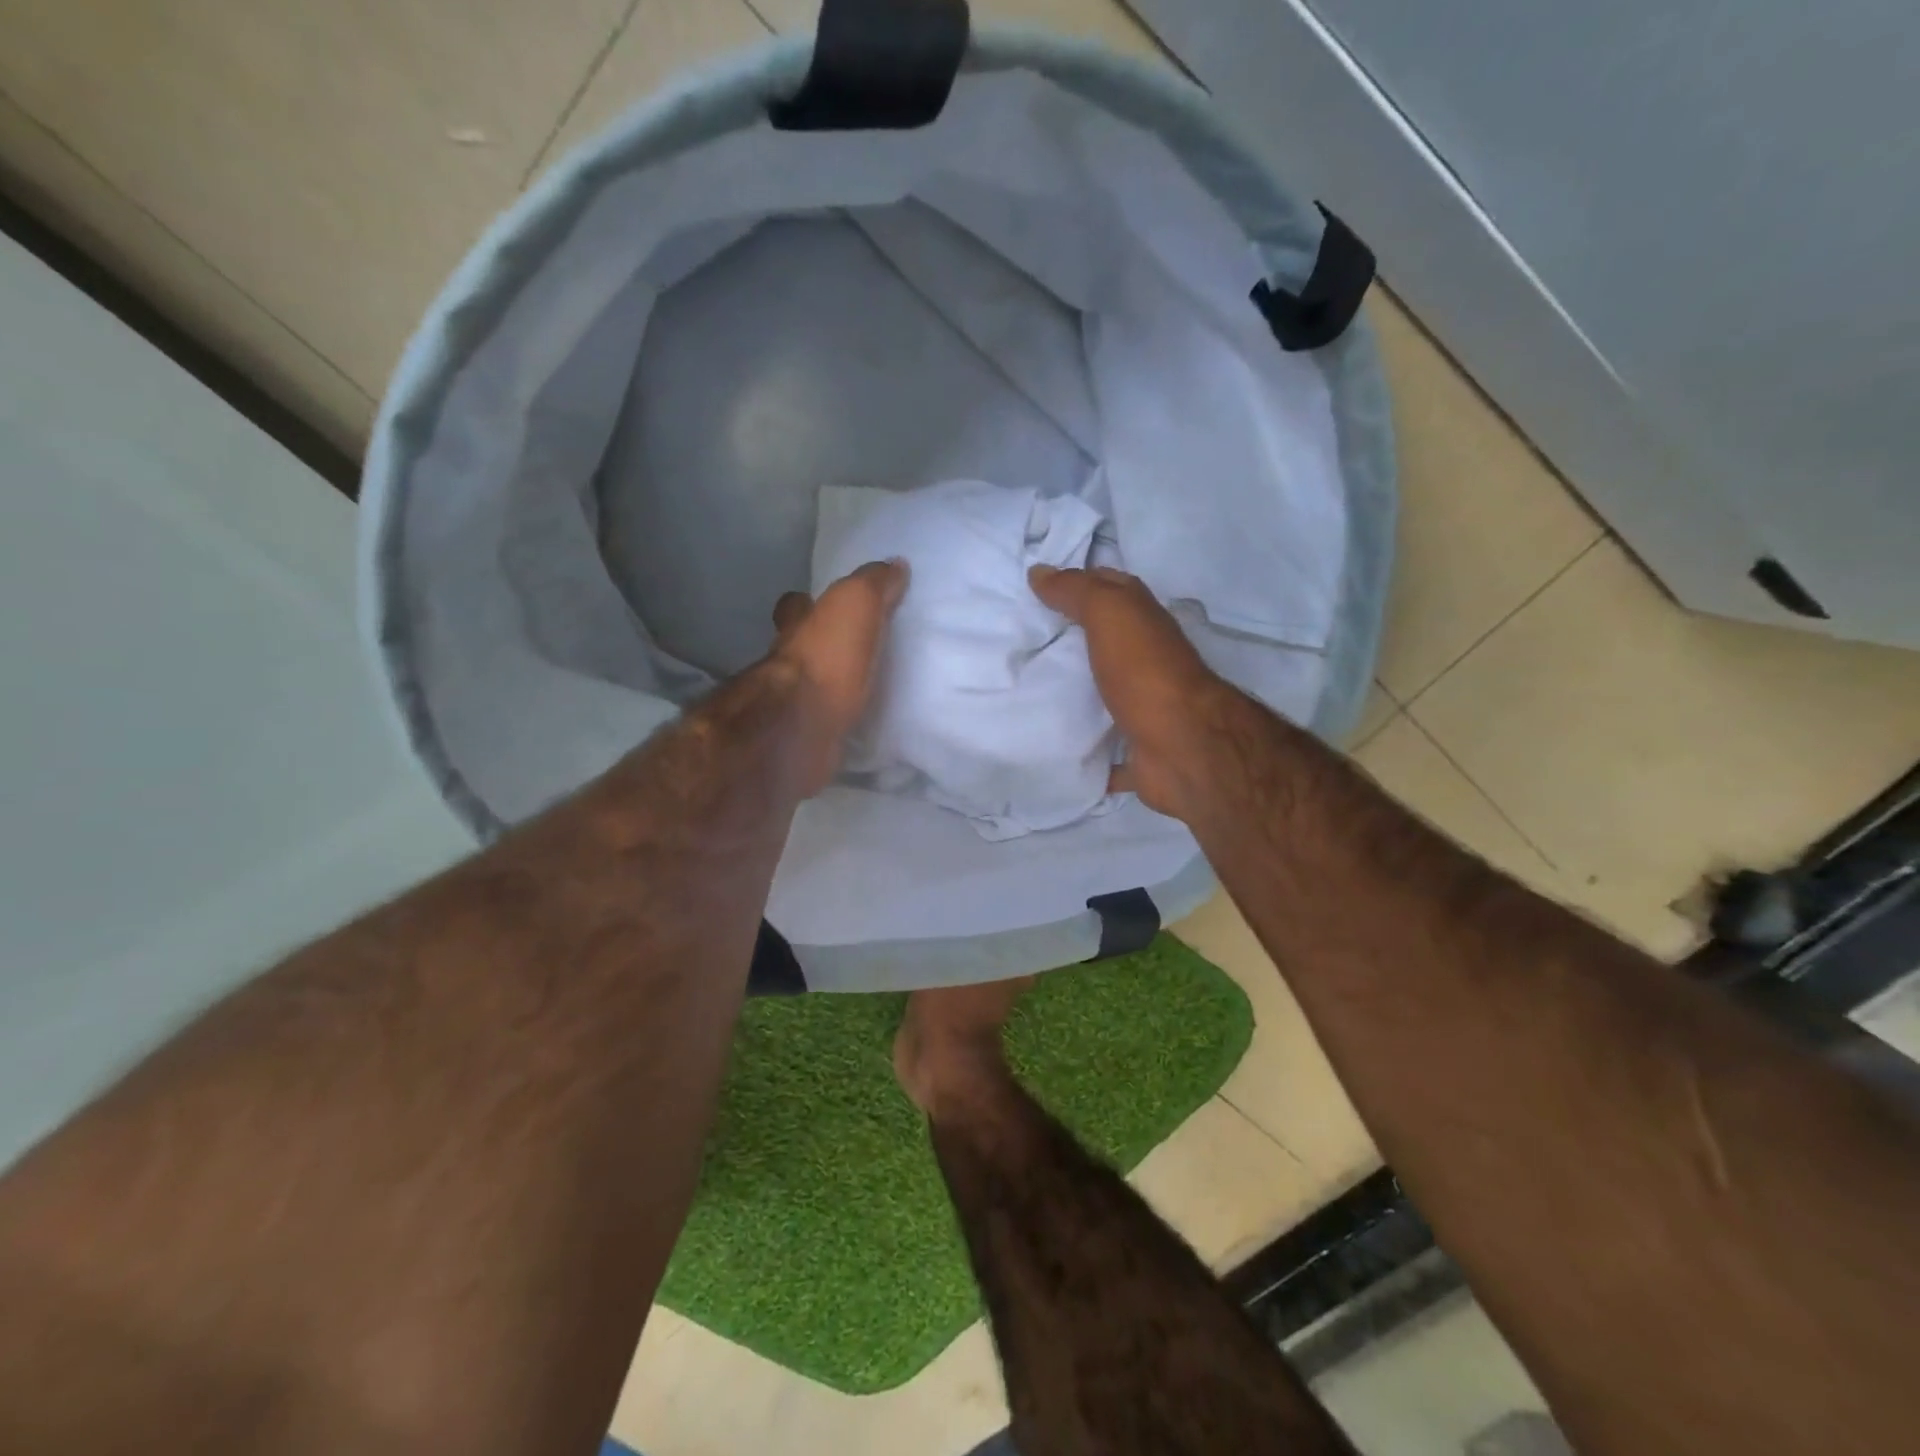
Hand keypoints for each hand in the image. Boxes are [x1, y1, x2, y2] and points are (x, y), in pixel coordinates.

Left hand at [769, 559, 908, 794]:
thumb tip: (895, 564)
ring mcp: (793, 703)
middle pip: (799, 647)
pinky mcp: (807, 737)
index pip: (796, 606)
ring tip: (863, 688)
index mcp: (797, 626)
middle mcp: (787, 662)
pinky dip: (839, 721)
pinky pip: (827, 723)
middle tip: (850, 650)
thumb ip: (874, 584)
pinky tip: (860, 724)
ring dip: (831, 686)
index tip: (822, 603)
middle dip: (818, 646)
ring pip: (811, 687)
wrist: (802, 726)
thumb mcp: (856, 604)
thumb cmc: (828, 657)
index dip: (806, 602)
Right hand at [1028, 565, 1236, 822]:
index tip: (1036, 589)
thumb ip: (1077, 590)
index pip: (1112, 589)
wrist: (1182, 747)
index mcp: (1145, 624)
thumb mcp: (1110, 613)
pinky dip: (1085, 750)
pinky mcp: (1137, 750)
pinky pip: (1104, 749)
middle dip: (1070, 640)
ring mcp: (1145, 708)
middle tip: (1021, 641)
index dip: (1079, 583)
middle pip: (1106, 642)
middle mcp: (1148, 661)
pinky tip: (1051, 749)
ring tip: (1025, 692)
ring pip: (1105, 694)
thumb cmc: (1145, 672)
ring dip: (1076, 694)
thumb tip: (1039, 572)